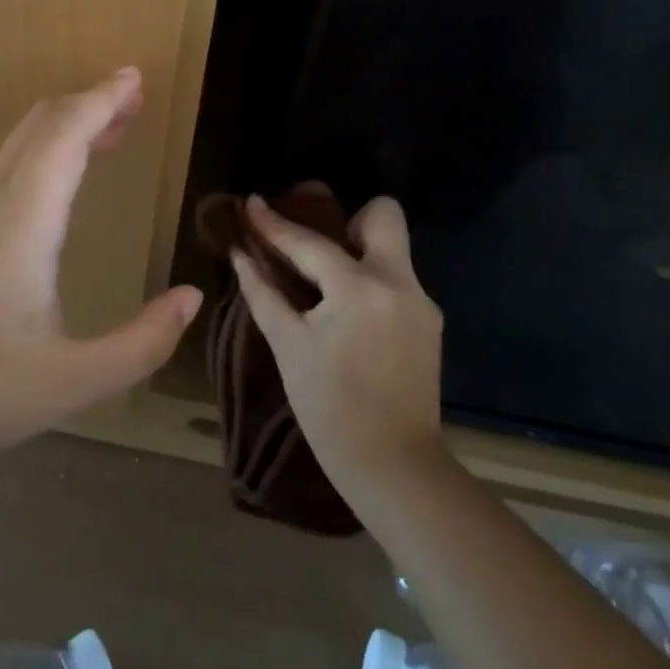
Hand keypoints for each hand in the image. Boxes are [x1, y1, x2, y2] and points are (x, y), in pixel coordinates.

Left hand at [0, 68, 202, 477]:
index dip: (103, 99)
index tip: (134, 78)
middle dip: (88, 104)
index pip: (66, 134)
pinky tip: (54, 191)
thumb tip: (190, 298)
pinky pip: (2, 173)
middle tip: (132, 101)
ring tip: (106, 137)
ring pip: (17, 147)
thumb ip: (141, 343)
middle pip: (39, 126)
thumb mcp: (71, 381)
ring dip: (64, 130)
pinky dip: (41, 157)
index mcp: (22, 220)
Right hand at [232, 194, 447, 498]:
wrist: (394, 467)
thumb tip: (240, 254)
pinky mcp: (429, 322)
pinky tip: (347, 314)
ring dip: (358, 252)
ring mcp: (421, 301)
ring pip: (392, 248)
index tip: (251, 201)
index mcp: (360, 288)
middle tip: (317, 248)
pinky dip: (368, 283)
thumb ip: (263, 293)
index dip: (274, 223)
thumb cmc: (330, 410)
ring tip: (324, 283)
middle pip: (383, 215)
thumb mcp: (288, 347)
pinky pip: (396, 280)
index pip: (310, 242)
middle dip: (348, 219)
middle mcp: (399, 282)